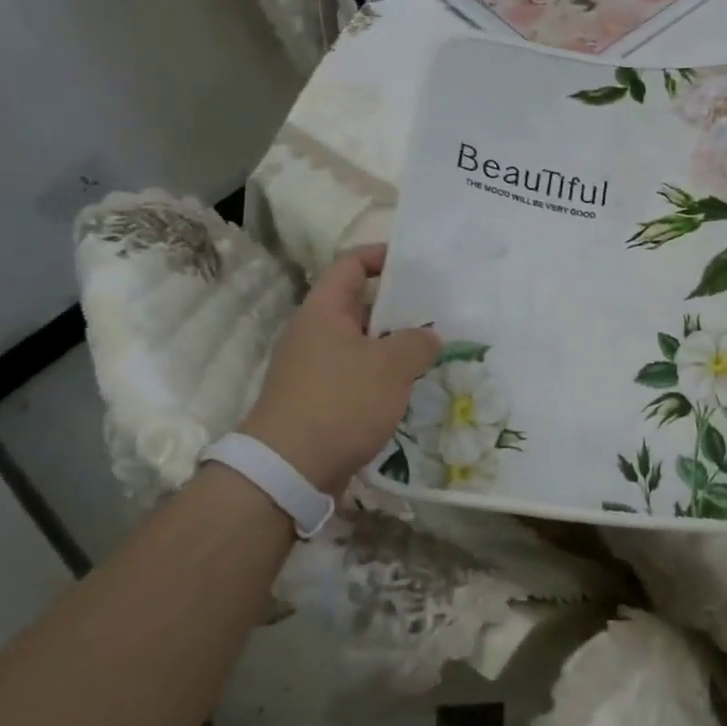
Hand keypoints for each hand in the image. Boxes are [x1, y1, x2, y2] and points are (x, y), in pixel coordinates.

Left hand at [237, 246, 438, 495]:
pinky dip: (383, 376)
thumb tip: (428, 337)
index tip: (415, 262)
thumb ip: (417, 342)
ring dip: (393, 345)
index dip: (380, 256)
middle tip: (437, 310)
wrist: (289, 470)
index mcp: (323, 311)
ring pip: (361, 344)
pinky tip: (410, 387)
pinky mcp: (319, 400)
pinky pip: (357, 375)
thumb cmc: (340, 402)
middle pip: (358, 305)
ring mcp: (314, 369)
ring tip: (432, 349)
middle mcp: (314, 334)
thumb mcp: (390, 366)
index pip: (350, 265)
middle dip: (398, 306)